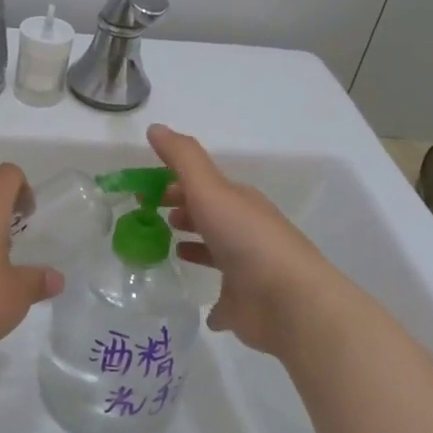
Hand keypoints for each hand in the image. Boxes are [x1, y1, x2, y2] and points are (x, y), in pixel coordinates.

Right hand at [148, 124, 353, 362]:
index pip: (202, 186)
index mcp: (238, 202)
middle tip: (149, 216)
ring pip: (216, 253)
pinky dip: (211, 299)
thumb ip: (182, 158)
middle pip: (209, 216)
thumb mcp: (210, 189)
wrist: (289, 301)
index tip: (143, 192)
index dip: (174, 184)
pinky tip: (195, 302)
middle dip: (182, 210)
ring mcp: (246, 271)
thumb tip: (155, 127)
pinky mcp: (243, 306)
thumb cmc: (246, 238)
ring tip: (167, 250)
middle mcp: (244, 232)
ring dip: (195, 248)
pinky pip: (223, 300)